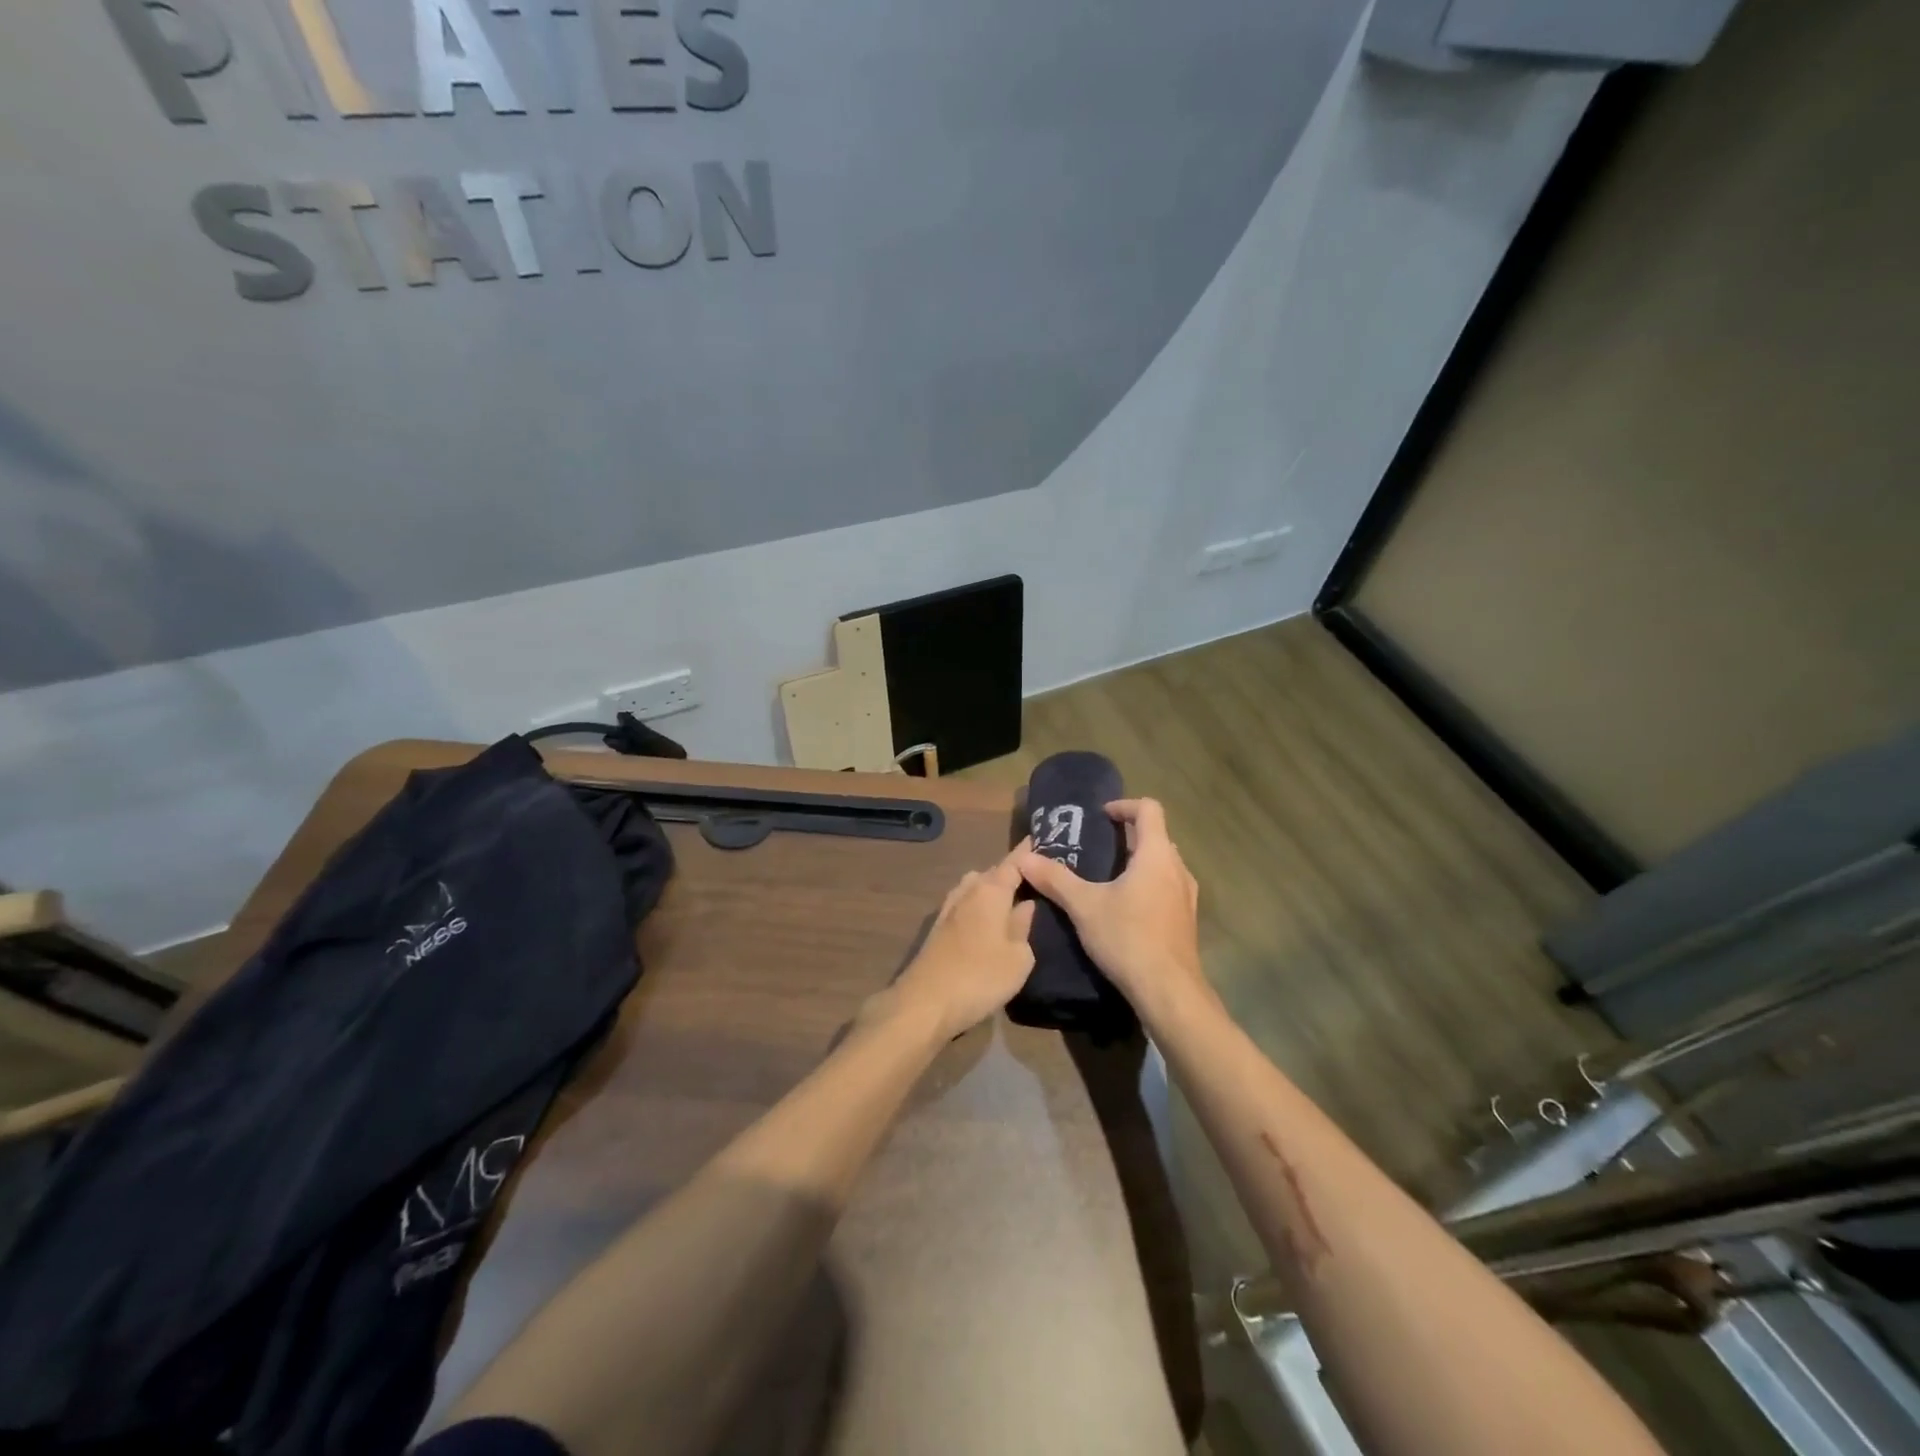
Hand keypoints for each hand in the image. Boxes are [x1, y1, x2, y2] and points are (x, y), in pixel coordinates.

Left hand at [884, 846, 1037, 1039]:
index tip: (1041, 839)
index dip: (1028, 852)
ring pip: (975, 887)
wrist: (926, 1002)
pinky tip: (987, 920)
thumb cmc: (981, 977)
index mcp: (991, 890)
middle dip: (1011, 873)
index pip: (1013, 862)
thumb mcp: (1018, 957)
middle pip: (992, 872)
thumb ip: (1024, 926)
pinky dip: (978, 905)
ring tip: (1012, 900)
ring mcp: (949, 908)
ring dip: (991, 889)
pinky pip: (965, 904)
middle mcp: (968, 891)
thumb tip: (1026, 905)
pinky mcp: (938, 928)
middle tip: (1034, 879)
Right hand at [1017, 798, 1206, 1017]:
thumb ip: (1055, 879)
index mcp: (1156, 855)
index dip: (1124, 806)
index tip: (1100, 816)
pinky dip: (1148, 886)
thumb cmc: (1128, 938)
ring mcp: (1186, 896)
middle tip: (1098, 847)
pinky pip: (1167, 889)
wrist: (1168, 992)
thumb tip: (1024, 858)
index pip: (1149, 809)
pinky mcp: (1186, 921)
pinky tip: (1125, 909)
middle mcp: (1178, 869)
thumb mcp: (1084, 906)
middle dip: (1128, 836)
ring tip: (1107, 878)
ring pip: (1163, 865)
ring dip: (1139, 863)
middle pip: (1157, 836)